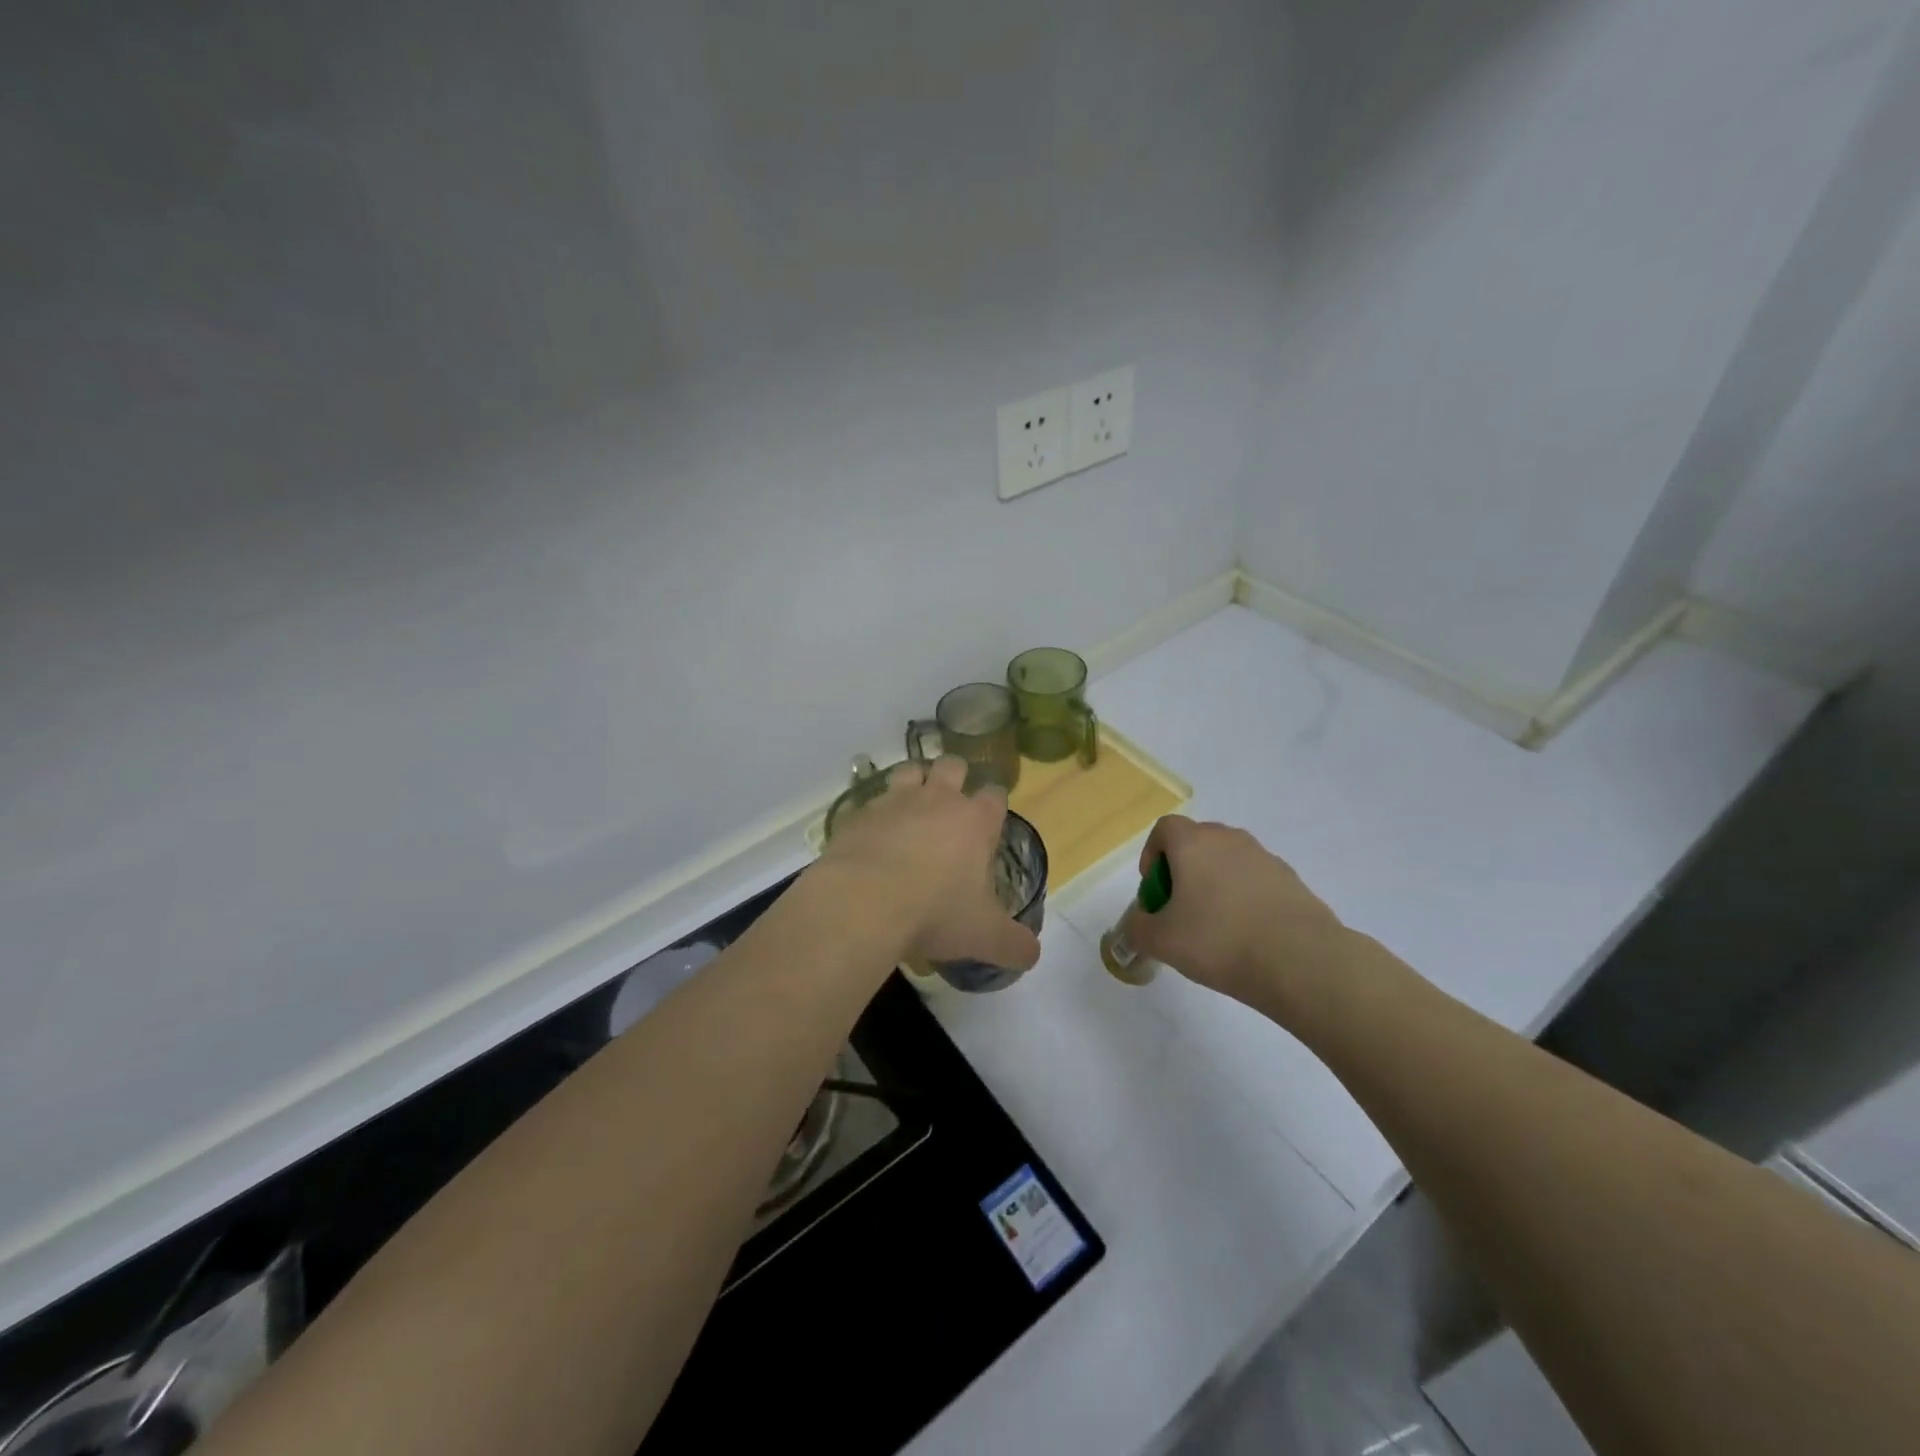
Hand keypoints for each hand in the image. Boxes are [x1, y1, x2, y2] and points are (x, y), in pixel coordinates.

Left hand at [811, 757, 1041, 973]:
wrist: (863, 903)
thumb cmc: (935, 913)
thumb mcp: (984, 937)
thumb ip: (1014, 944)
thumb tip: (1031, 954)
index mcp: (974, 821)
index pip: (994, 795)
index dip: (994, 804)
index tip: (990, 821)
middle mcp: (937, 800)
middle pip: (952, 766)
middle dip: (954, 777)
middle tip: (950, 805)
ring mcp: (895, 801)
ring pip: (910, 770)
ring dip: (913, 781)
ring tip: (911, 807)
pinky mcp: (858, 813)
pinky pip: (869, 801)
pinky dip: (874, 812)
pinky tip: (872, 834)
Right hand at [1122, 815, 1350, 1011]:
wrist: (1301, 961)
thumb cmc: (1219, 940)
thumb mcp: (1161, 941)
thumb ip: (1139, 928)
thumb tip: (1139, 923)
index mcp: (1194, 843)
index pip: (1165, 828)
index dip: (1153, 854)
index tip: (1155, 889)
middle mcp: (1230, 840)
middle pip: (1198, 842)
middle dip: (1184, 870)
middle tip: (1181, 910)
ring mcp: (1266, 858)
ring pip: (1229, 862)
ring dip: (1216, 885)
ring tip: (1216, 928)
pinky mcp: (1293, 881)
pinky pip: (1257, 882)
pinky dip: (1246, 900)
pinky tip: (1249, 937)